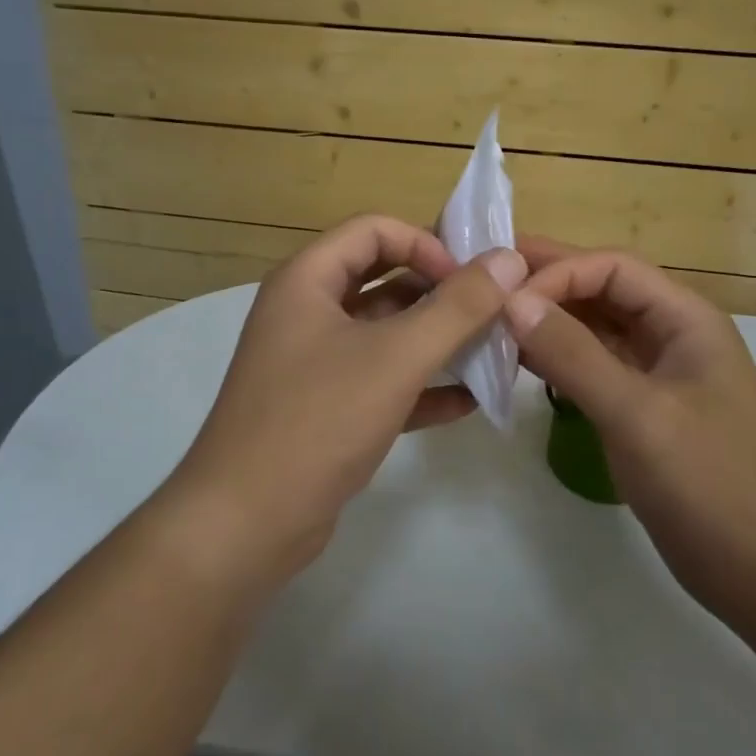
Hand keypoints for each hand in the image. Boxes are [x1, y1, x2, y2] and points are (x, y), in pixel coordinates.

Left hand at [168, 215, 525, 586]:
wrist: (246, 524)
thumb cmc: (318, 420)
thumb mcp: (396, 357)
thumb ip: (458, 307)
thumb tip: (508, 260)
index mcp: (307, 281)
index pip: (374, 230)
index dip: (426, 245)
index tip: (470, 281)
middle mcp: (307, 312)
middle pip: (383, 279)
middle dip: (439, 293)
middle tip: (494, 312)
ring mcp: (314, 363)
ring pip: (385, 334)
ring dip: (436, 340)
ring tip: (493, 353)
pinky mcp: (325, 410)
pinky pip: (381, 382)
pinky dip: (421, 387)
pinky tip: (468, 402)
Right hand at [504, 238, 755, 622]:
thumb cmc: (710, 483)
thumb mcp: (637, 415)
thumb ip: (573, 355)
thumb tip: (511, 301)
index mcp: (685, 319)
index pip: (612, 268)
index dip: (557, 272)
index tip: (504, 299)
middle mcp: (670, 335)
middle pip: (601, 290)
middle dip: (546, 284)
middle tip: (482, 282)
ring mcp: (656, 373)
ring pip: (594, 328)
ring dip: (547, 321)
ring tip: (491, 320)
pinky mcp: (640, 408)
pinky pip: (592, 366)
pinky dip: (557, 359)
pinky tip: (520, 362)